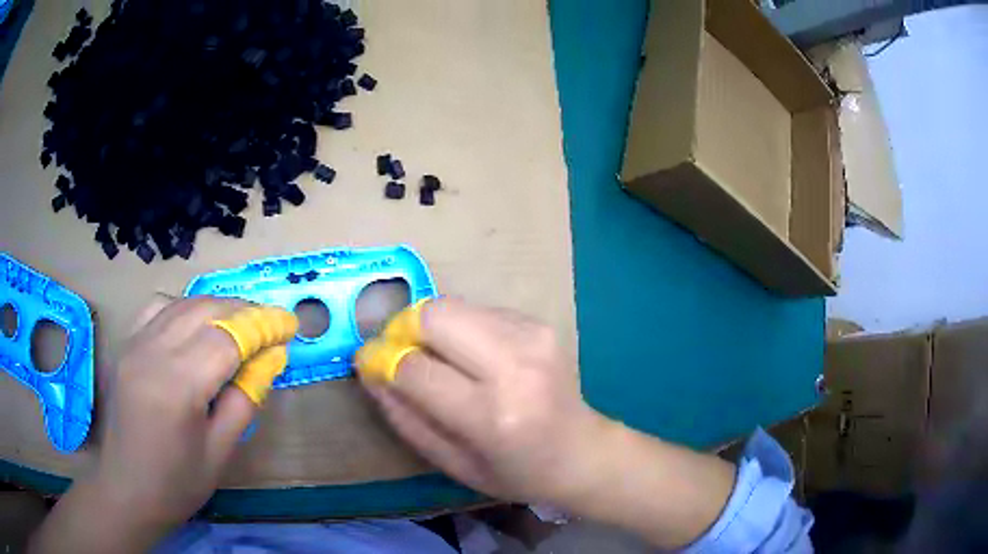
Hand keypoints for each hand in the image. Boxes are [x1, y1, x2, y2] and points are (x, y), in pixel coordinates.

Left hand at [32, 296, 280, 553]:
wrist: (127, 488)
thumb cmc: (178, 482)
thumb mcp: (221, 450)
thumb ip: (245, 399)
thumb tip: (270, 358)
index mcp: (177, 386)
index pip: (227, 337)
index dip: (262, 327)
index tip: (290, 325)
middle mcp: (152, 352)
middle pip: (205, 309)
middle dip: (244, 311)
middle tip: (271, 325)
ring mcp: (135, 343)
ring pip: (183, 303)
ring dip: (217, 306)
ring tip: (241, 323)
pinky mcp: (127, 344)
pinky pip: (159, 308)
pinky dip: (184, 307)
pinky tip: (195, 325)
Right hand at [358, 299, 736, 549]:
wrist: (581, 451)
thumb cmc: (514, 471)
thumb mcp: (452, 463)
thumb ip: (404, 417)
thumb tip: (370, 371)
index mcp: (492, 416)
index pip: (415, 368)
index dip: (381, 359)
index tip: (368, 361)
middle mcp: (515, 366)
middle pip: (435, 315)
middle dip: (403, 329)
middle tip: (398, 352)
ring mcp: (532, 337)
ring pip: (453, 305)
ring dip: (431, 328)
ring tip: (438, 359)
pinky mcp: (539, 323)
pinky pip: (478, 310)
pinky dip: (460, 329)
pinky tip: (472, 357)